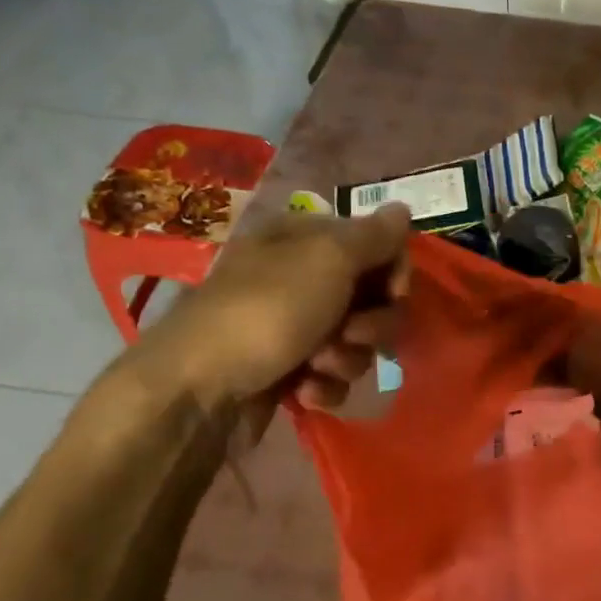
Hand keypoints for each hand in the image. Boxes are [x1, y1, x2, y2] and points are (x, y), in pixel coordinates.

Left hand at [121, 204, 411, 412]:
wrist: (197, 391)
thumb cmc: (267, 312)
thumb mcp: (327, 259)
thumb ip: (374, 236)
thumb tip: (403, 208)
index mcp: (306, 240)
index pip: (377, 244)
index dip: (394, 271)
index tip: (394, 294)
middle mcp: (302, 278)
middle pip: (373, 298)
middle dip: (373, 323)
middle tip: (351, 334)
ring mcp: (295, 328)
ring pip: (358, 342)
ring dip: (348, 358)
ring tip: (318, 367)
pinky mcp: (289, 372)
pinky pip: (333, 376)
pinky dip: (325, 386)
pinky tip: (304, 392)